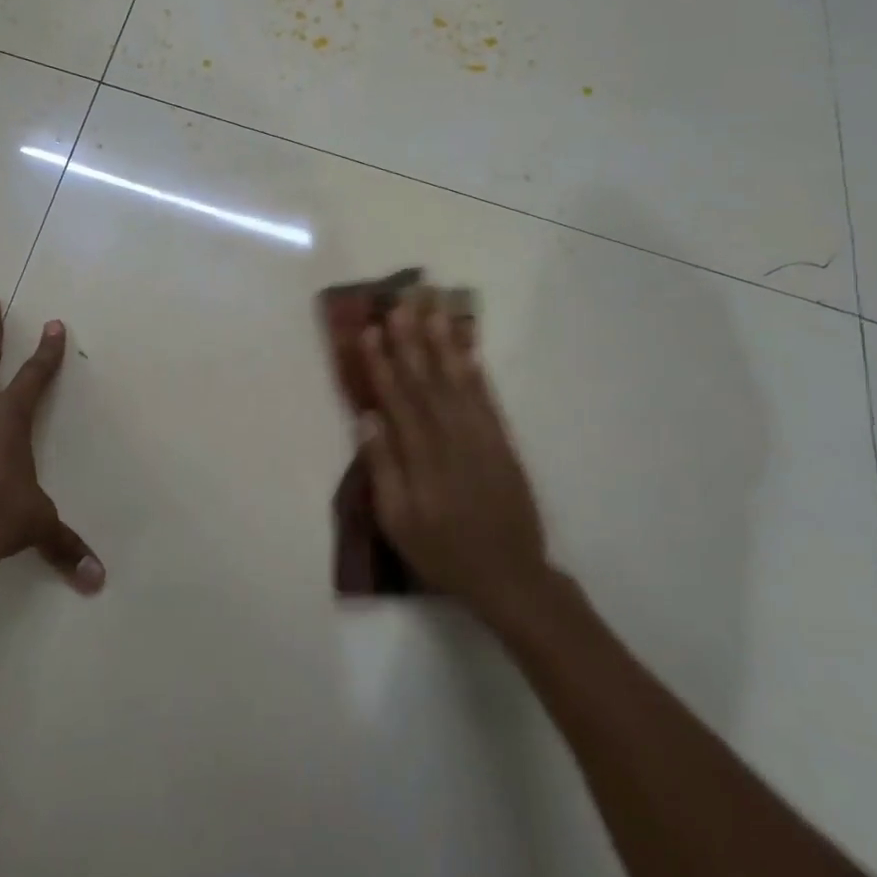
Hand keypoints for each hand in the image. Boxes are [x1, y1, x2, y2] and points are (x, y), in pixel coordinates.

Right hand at [359, 297, 549, 615]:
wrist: (509, 576)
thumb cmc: (442, 551)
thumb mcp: (398, 522)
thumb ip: (383, 468)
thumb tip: (367, 419)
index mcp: (421, 456)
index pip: (397, 398)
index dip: (382, 362)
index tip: (370, 330)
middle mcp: (452, 437)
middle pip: (427, 379)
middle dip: (412, 339)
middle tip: (401, 301)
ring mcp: (482, 436)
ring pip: (458, 379)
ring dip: (443, 342)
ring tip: (433, 308)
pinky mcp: (503, 442)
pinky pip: (487, 398)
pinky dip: (475, 370)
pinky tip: (466, 348)